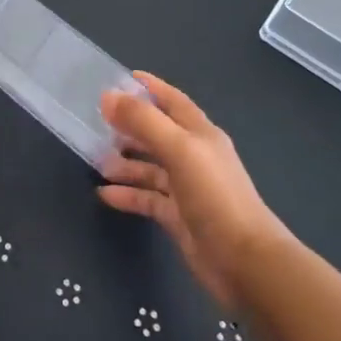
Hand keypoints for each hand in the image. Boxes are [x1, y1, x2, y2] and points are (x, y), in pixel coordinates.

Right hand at [97, 73, 290, 308]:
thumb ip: (143, 121)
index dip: (150, 88)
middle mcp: (194, 156)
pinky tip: (104, 195)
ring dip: (125, 163)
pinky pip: (148, 198)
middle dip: (130, 127)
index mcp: (200, 133)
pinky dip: (127, 195)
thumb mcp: (178, 149)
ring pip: (150, 168)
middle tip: (97, 123)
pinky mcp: (178, 217)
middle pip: (158, 134)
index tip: (121, 78)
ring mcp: (187, 188)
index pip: (172, 101)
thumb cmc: (214, 195)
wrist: (244, 261)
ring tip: (96, 161)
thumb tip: (108, 96)